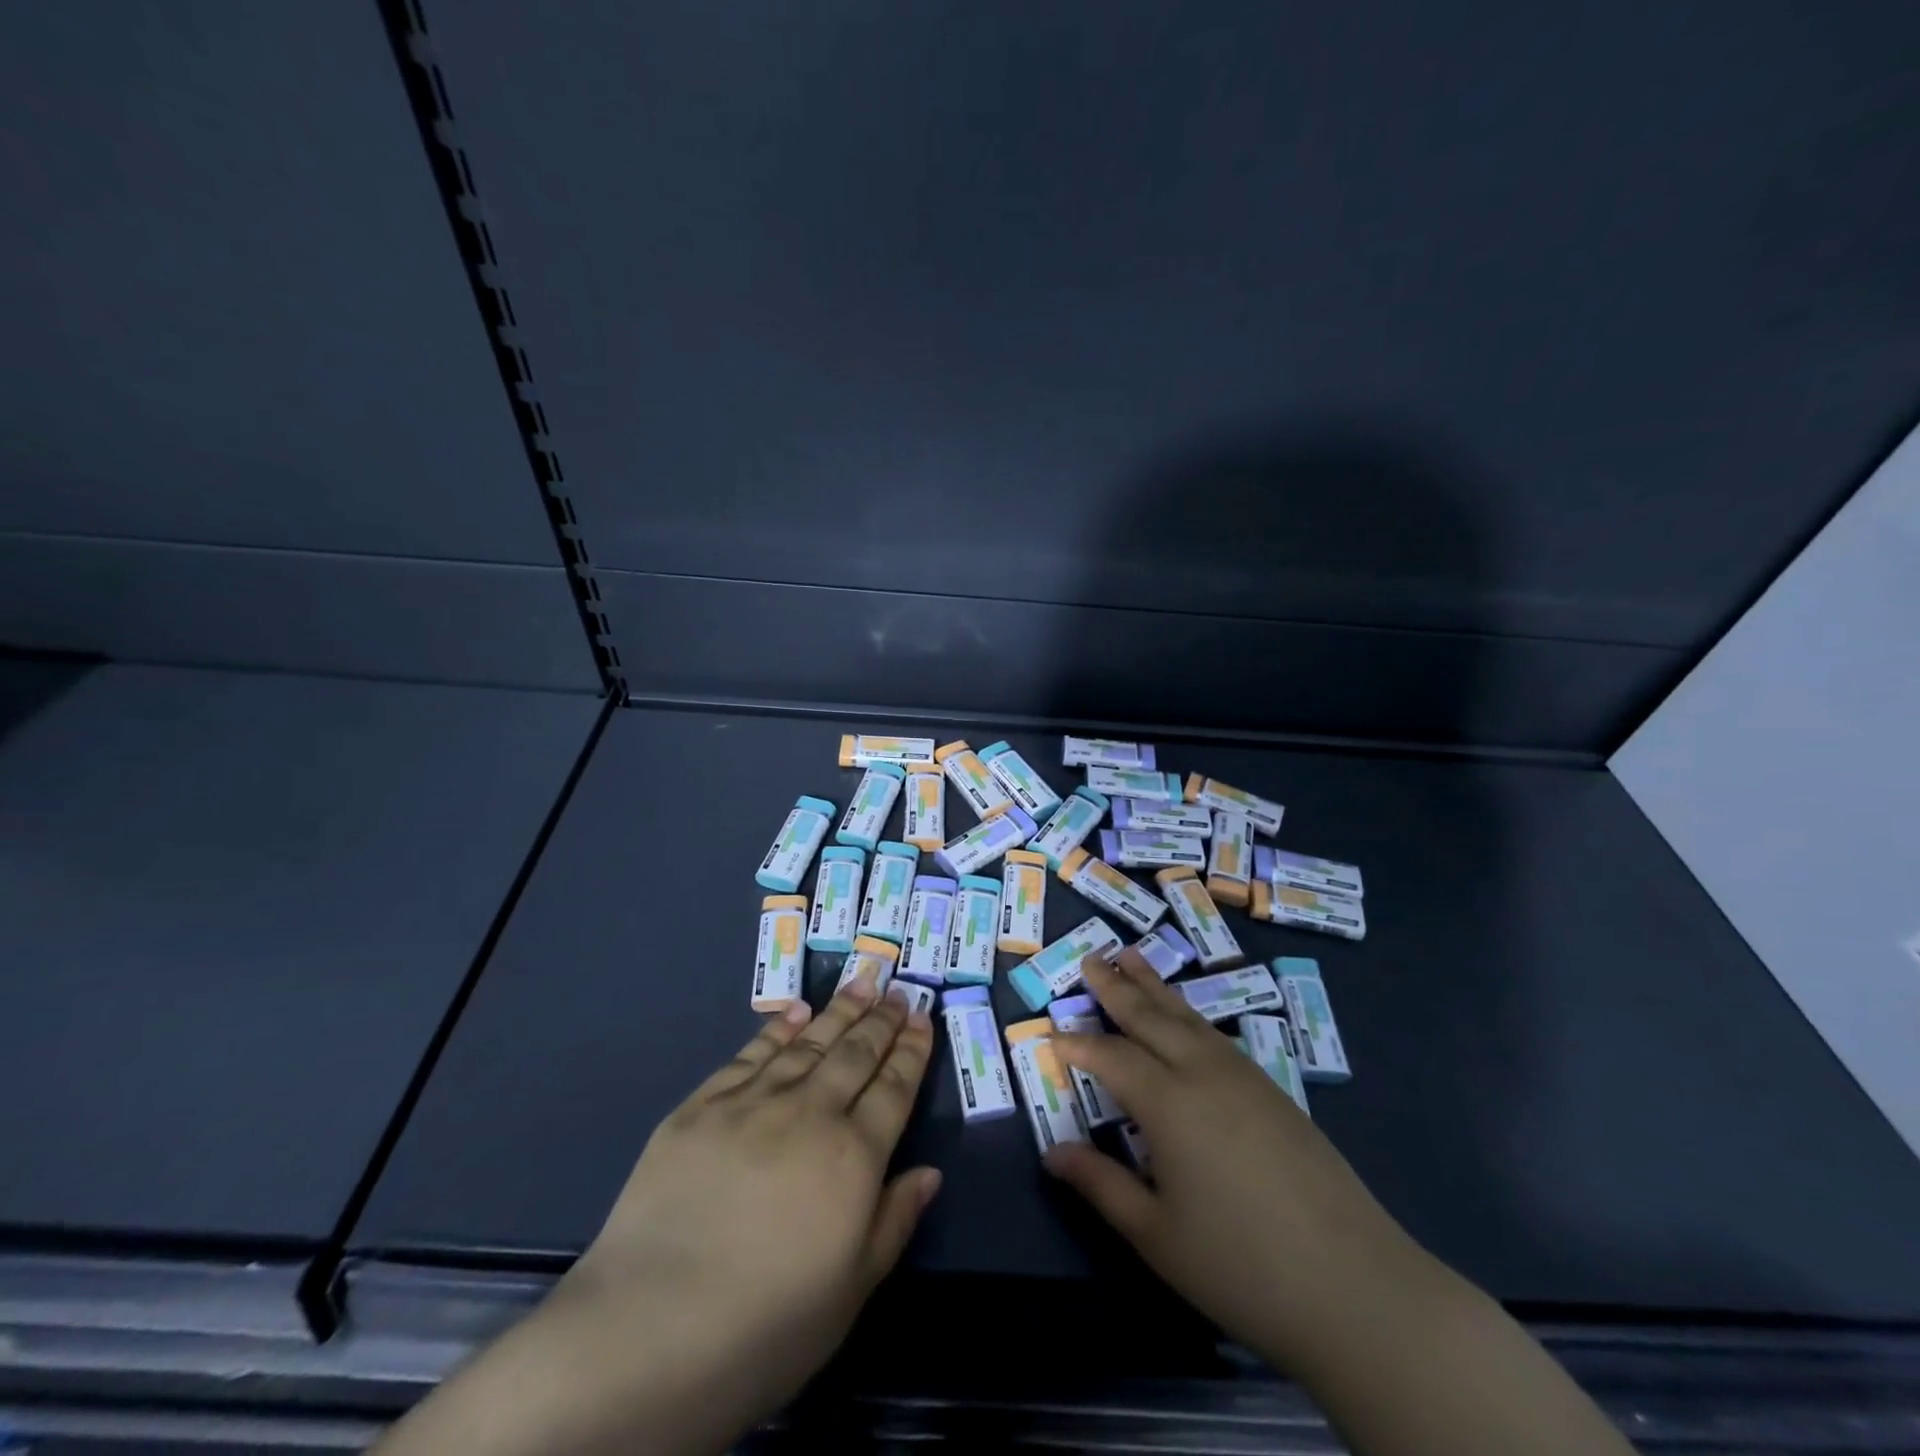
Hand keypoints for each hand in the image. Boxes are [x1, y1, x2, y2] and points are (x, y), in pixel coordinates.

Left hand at [570, 971, 939, 1427]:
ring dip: (839, 1012)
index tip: (922, 1019)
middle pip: (855, 1054)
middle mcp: (809, 1114)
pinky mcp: (703, 1106)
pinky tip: (796, 1014)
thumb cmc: (766, 1325)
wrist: (650, 1331)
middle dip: (881, 1019)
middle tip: (898, 989)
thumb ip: (894, 1222)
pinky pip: (751, 1055)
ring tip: (862, 983)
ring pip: (809, 1044)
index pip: (893, 1089)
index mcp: (853, 1157)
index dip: (910, 1051)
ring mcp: (753, 1103)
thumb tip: (929, 1173)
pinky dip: (778, 1030)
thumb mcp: (850, 1291)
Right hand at [1043, 949, 1422, 1370]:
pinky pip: (1216, 1035)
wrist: (1357, 1288)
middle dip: (1116, 987)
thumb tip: (1051, 1152)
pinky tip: (1185, 1018)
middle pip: (1150, 1017)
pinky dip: (1188, 1014)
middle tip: (1090, 959)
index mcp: (1169, 1103)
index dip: (1079, 1044)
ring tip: (1131, 958)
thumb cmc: (1242, 1266)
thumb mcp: (1156, 1234)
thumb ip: (1100, 1184)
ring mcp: (1244, 1077)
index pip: (1111, 1057)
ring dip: (1154, 987)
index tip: (1051, 1033)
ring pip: (1187, 1017)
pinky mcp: (1274, 1091)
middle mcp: (1203, 1073)